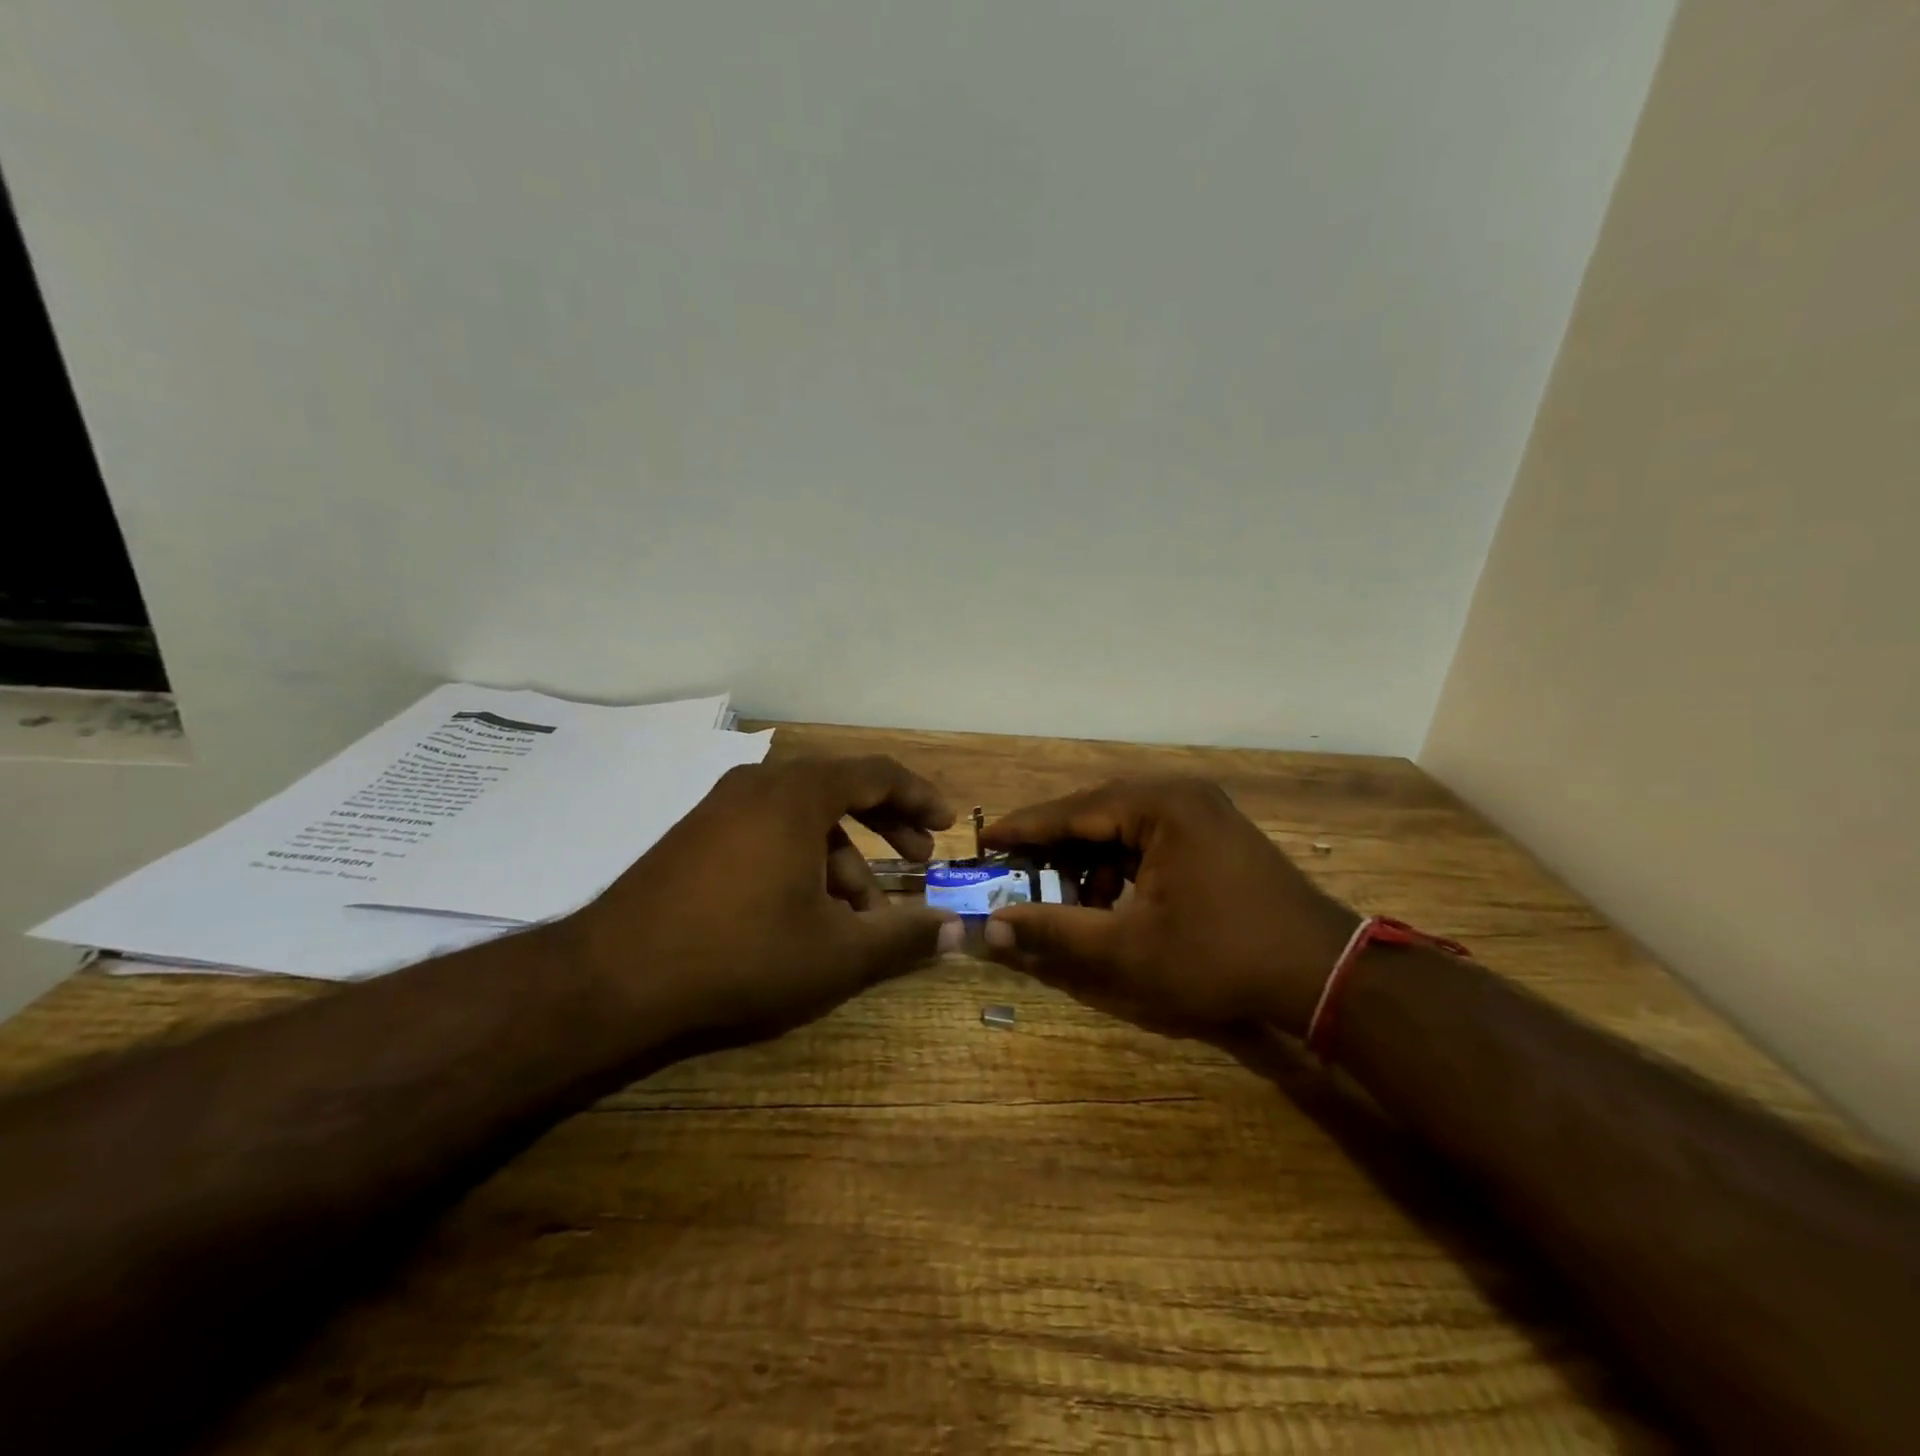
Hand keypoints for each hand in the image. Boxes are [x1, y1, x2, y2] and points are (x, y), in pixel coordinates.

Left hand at [565, 755, 961, 1049]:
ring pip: (804, 817)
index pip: (877, 772)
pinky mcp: (697, 836)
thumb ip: (904, 937)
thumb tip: (958, 930)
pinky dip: (802, 859)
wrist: (613, 978)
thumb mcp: (836, 953)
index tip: (946, 824)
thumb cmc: (740, 955)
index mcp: (798, 794)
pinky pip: (769, 831)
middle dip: (887, 824)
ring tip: (862, 914)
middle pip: (842, 788)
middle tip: (918, 860)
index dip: (919, 795)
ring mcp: (722, 808)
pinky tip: (807, 911)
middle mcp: (760, 785)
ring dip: (844, 857)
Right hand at [980, 778, 1356, 1037]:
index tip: (984, 839)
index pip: (1072, 810)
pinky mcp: (1215, 831)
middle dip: (1055, 847)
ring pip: (1123, 827)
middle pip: (1096, 813)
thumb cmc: (1218, 956)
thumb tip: (991, 928)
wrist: (1322, 972)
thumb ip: (1054, 932)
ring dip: (1090, 860)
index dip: (1024, 828)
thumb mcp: (1126, 949)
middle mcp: (1180, 793)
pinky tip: (1114, 900)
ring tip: (1068, 898)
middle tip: (1016, 871)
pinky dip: (1123, 864)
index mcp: (1159, 805)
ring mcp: (1203, 810)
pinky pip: (1150, 837)